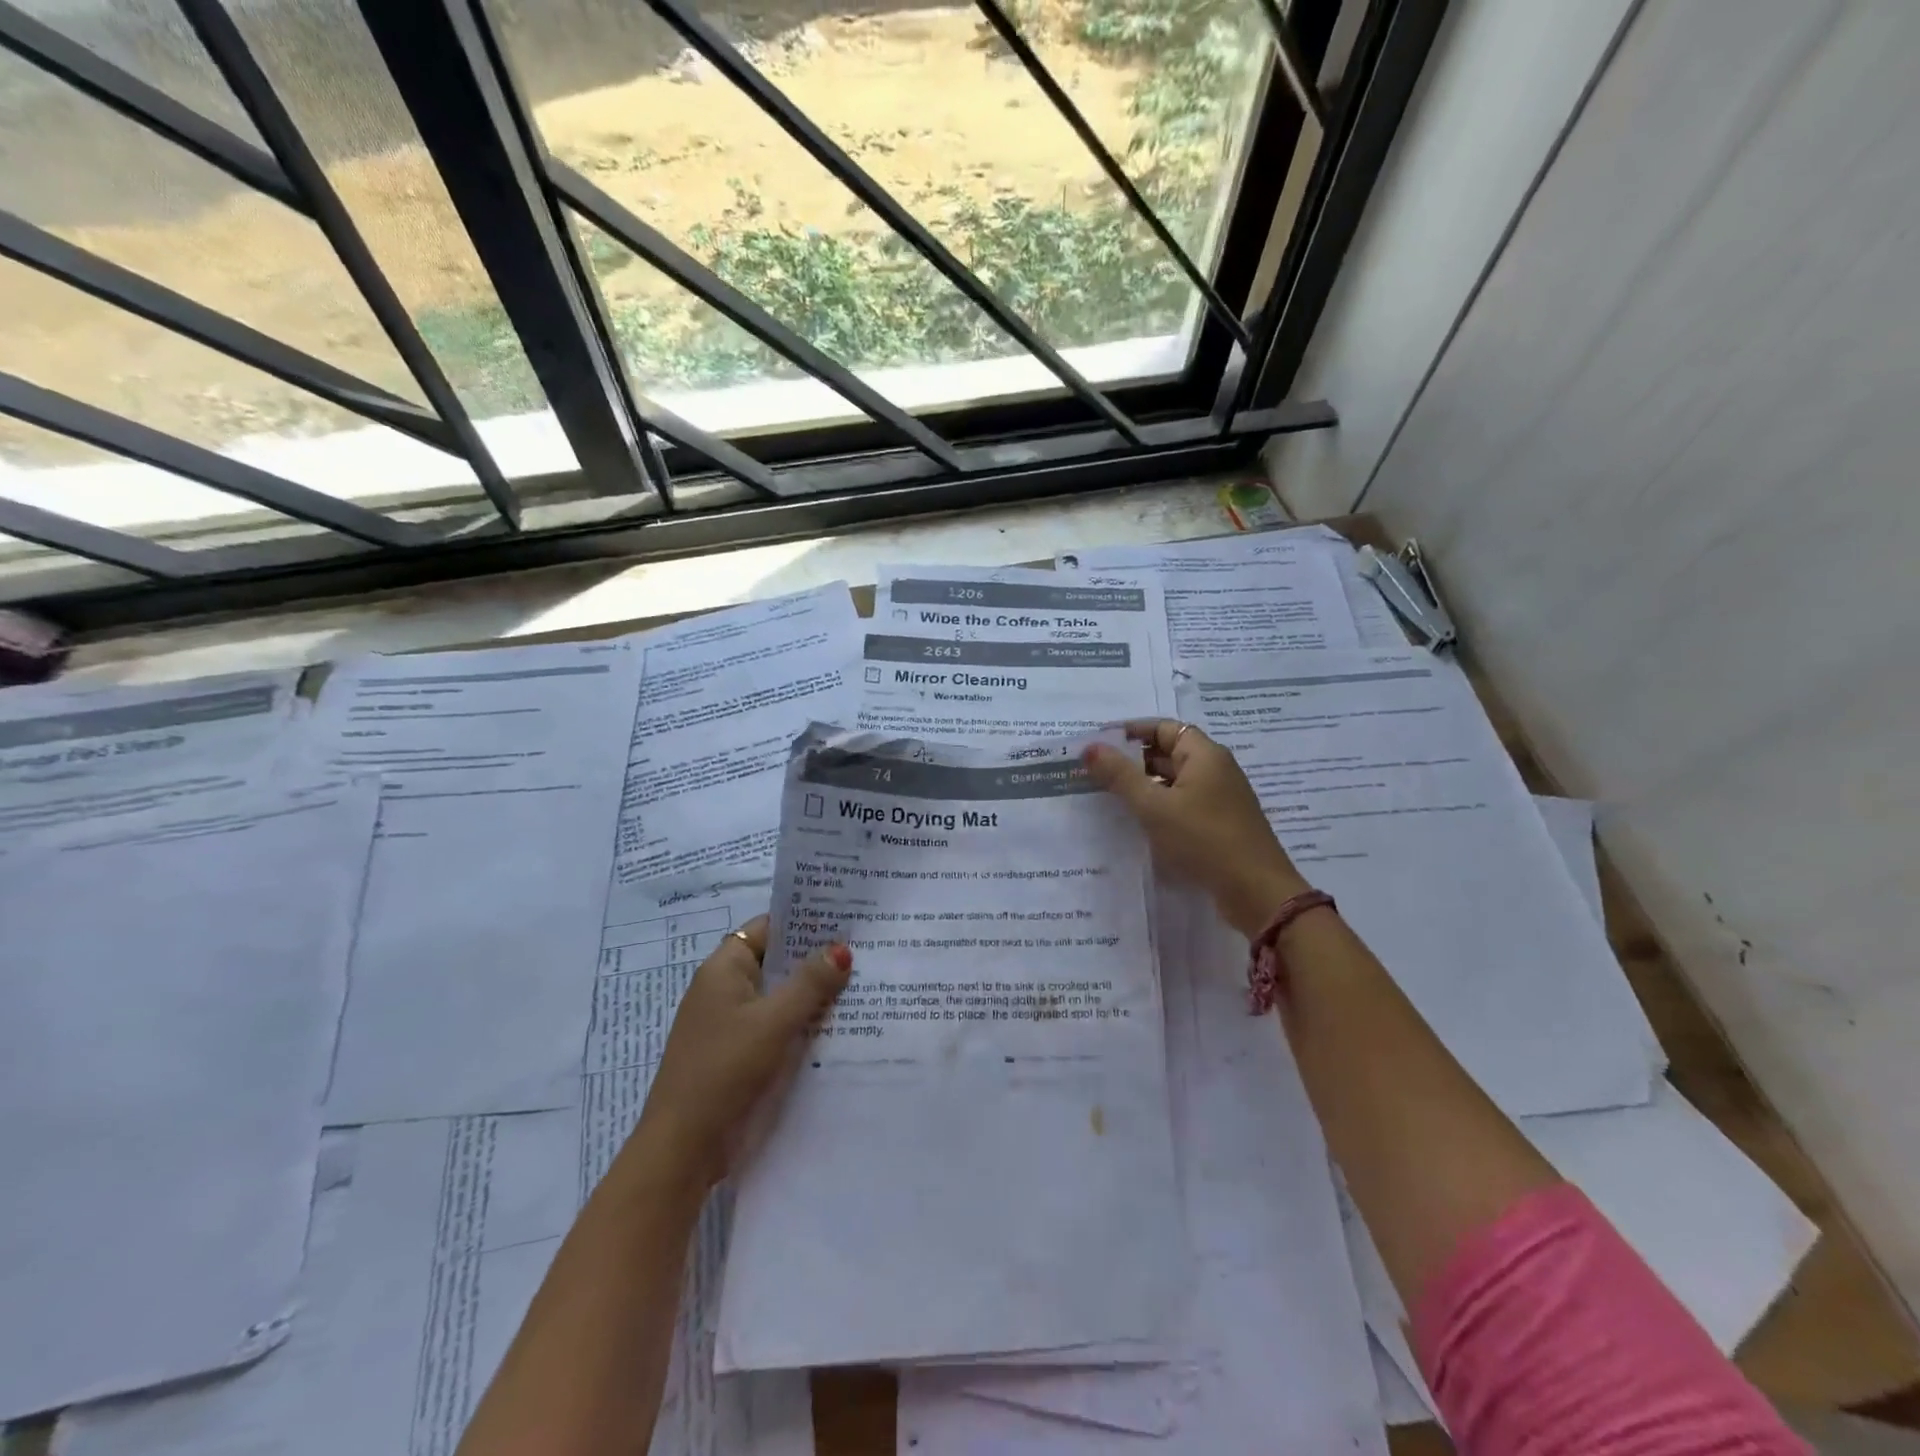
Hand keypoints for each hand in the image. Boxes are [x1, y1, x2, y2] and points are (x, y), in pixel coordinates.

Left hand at [635, 917, 851, 1190]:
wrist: (684, 1147)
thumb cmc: (726, 1069)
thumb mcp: (774, 1021)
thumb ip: (810, 983)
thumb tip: (841, 948)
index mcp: (723, 969)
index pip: (767, 928)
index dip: (803, 921)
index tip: (845, 919)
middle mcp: (725, 989)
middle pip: (776, 962)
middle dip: (816, 958)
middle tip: (866, 949)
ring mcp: (731, 1023)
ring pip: (779, 996)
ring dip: (813, 994)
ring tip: (863, 983)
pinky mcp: (739, 1054)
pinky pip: (776, 1025)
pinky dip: (802, 1022)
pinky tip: (839, 1026)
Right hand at [1084, 720, 1308, 937]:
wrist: (1256, 892)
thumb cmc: (1204, 839)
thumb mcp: (1154, 806)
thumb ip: (1120, 776)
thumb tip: (1089, 747)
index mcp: (1204, 755)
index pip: (1165, 728)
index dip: (1132, 731)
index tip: (1101, 742)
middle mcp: (1216, 770)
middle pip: (1170, 753)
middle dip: (1134, 759)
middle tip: (1097, 771)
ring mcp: (1221, 798)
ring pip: (1176, 781)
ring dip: (1146, 784)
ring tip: (1110, 795)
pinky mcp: (1221, 824)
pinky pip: (1184, 803)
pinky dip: (1161, 805)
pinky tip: (1139, 821)